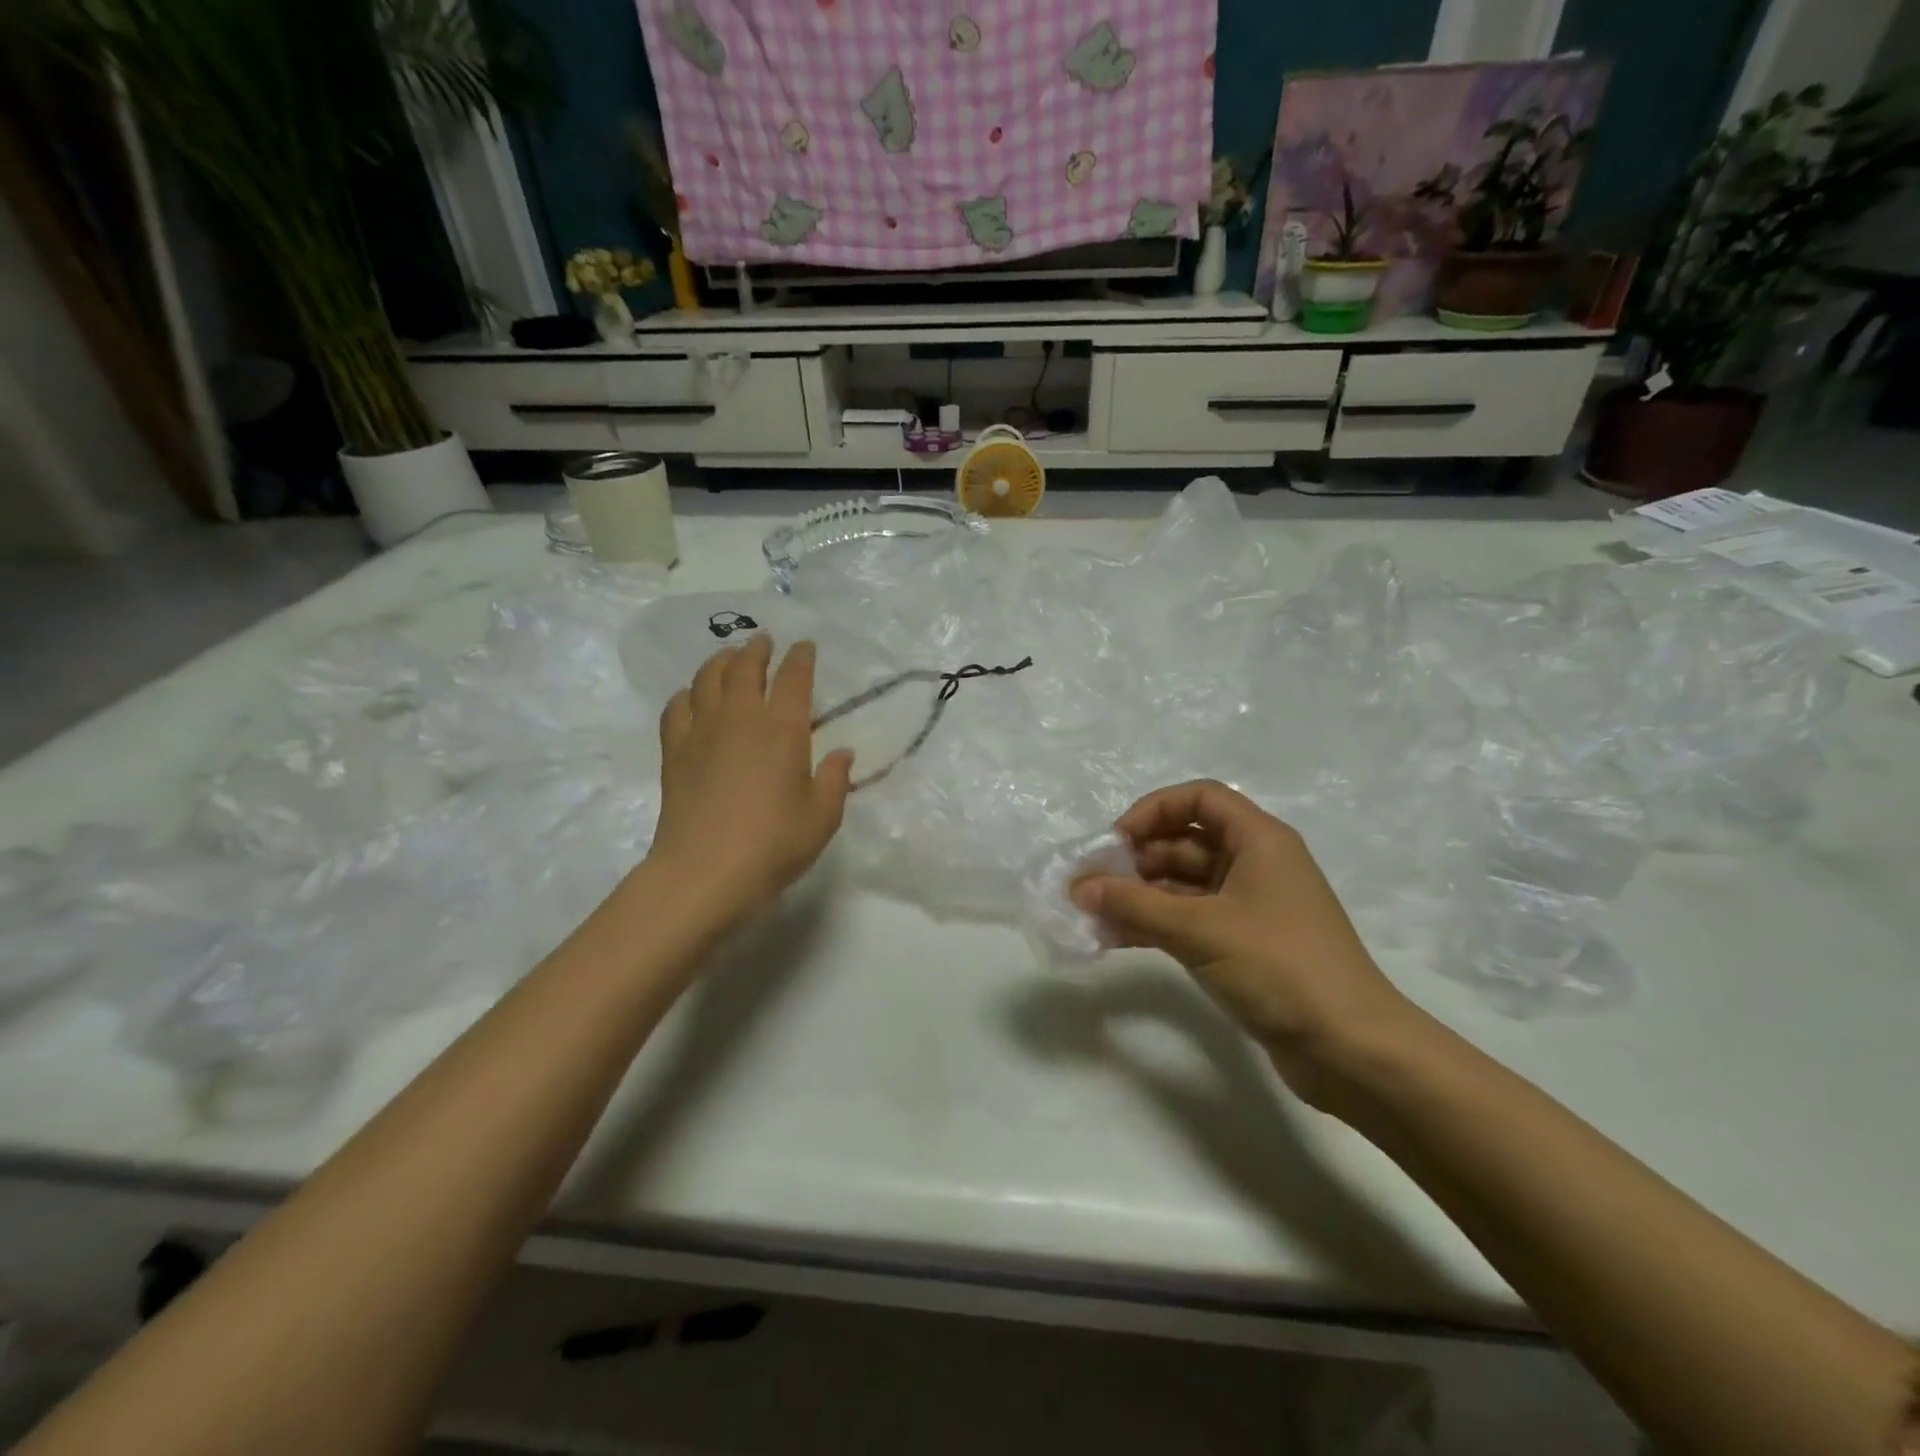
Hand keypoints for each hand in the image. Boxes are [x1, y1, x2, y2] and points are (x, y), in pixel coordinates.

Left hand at [646, 635, 852, 926]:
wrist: (705, 871)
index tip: (805, 646)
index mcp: (784, 730)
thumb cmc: (774, 844)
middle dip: (758, 649)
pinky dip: (687, 693)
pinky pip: (677, 707)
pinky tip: (692, 697)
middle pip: (746, 667)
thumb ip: (836, 780)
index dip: (801, 658)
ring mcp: (702, 731)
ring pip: (709, 678)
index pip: (794, 678)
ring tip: (730, 657)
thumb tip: (841, 752)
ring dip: (722, 661)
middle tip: (764, 642)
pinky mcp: (674, 751)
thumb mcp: (823, 817)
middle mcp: (742, 718)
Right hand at [1071, 780, 1416, 1108]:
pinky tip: (1115, 939)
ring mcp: (1251, 907)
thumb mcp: (1200, 929)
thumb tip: (1079, 887)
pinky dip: (1155, 924)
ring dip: (1140, 896)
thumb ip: (1134, 904)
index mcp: (1259, 840)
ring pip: (1183, 885)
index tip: (1116, 843)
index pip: (1199, 799)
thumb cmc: (1279, 967)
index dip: (1153, 811)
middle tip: (1092, 886)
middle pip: (1186, 842)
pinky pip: (1190, 920)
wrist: (1352, 1050)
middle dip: (1137, 860)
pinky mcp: (1245, 946)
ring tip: (1093, 916)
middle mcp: (1256, 864)